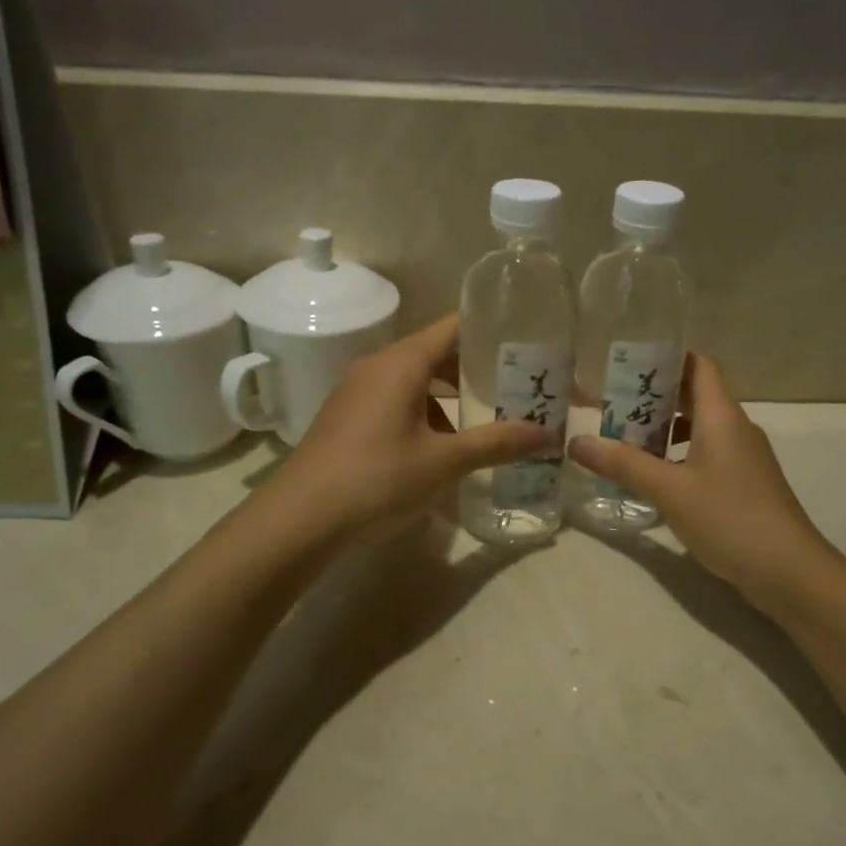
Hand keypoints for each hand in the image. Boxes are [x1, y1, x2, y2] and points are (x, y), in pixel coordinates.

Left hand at [266, 315, 547, 543]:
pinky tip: (443, 447)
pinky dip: (425, 412)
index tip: (525, 344)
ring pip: (416, 380)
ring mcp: (358, 391)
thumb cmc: (377, 479)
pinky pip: (396, 400)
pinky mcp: (348, 417)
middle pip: (436, 352)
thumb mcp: (443, 462)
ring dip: (450, 396)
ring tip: (487, 418)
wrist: (299, 519)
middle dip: (476, 369)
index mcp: (402, 362)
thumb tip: (546, 434)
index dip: (491, 331)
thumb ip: (495, 443)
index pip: (454, 326)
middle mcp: (378, 365)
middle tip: (517, 386)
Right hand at [568, 354, 838, 605]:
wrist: (790, 572)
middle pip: (694, 395)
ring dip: (664, 430)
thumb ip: (623, 464)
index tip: (628, 365)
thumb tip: (576, 441)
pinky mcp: (744, 483)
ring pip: (699, 427)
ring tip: (624, 441)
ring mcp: (743, 457)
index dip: (666, 359)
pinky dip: (678, 455)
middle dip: (653, 398)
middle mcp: (735, 428)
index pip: (698, 365)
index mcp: (721, 415)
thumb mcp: (669, 490)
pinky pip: (706, 453)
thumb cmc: (730, 518)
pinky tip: (654, 477)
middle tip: (612, 405)